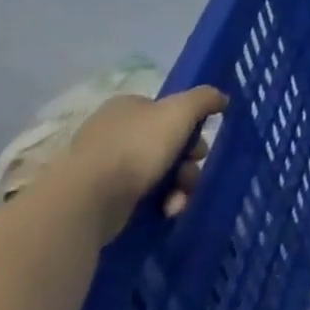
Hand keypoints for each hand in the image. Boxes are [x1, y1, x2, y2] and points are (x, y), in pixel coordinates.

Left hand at [65, 86, 225, 241]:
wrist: (87, 200)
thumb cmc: (136, 147)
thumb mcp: (180, 111)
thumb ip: (205, 99)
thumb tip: (221, 98)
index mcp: (127, 107)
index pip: (167, 111)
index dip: (190, 126)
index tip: (198, 144)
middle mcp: (113, 132)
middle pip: (168, 144)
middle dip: (187, 162)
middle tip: (191, 172)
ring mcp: (104, 167)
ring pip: (159, 172)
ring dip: (179, 186)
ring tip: (179, 200)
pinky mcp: (101, 198)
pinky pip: (142, 196)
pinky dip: (160, 202)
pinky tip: (166, 211)